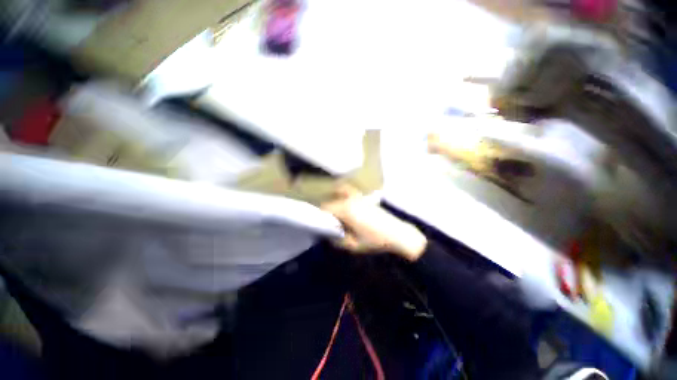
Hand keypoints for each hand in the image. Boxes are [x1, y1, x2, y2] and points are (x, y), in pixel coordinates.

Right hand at [321, 185, 426, 260]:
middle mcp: (350, 200)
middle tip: (329, 224)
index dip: (320, 216)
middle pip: (331, 202)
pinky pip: (349, 192)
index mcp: (346, 210)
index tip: (320, 225)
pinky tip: (344, 204)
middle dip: (327, 212)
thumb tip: (329, 234)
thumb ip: (338, 240)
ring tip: (335, 216)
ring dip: (334, 204)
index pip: (325, 208)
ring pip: (339, 196)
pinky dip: (343, 194)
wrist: (398, 234)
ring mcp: (358, 197)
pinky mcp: (364, 198)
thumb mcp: (354, 246)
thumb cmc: (375, 241)